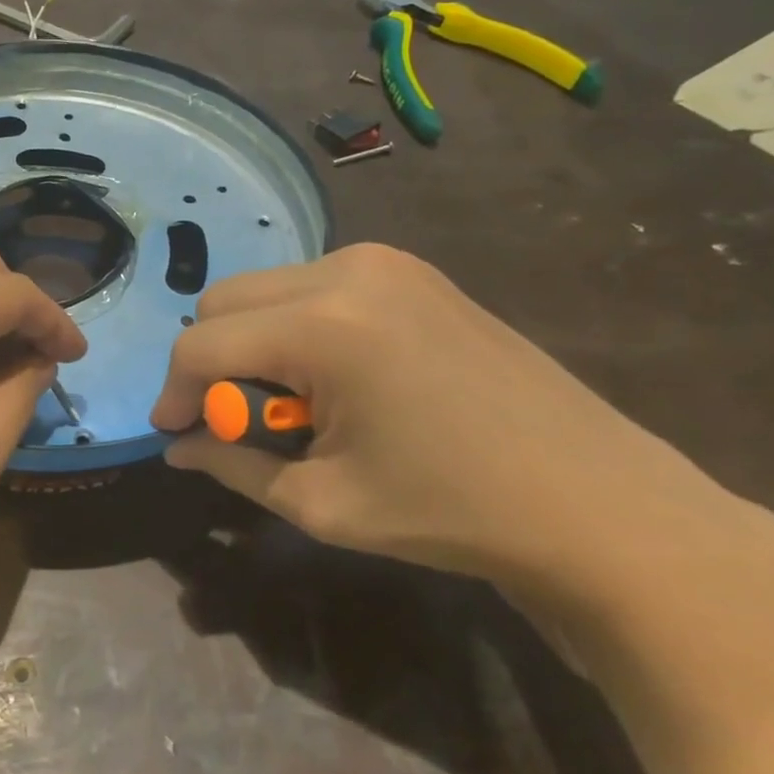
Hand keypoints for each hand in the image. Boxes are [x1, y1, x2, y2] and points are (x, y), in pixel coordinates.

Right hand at [151, 243, 773, 620]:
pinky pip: (312, 285)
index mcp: (323, 325)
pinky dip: (293, 327)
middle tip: (233, 421)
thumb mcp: (322, 502)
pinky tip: (331, 378)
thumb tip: (177, 447)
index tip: (174, 433)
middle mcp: (346, 270)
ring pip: (265, 289)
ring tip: (288, 404)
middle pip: (224, 301)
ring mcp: (383, 262)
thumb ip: (232, 465)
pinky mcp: (409, 270)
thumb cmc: (453, 512)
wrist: (599, 504)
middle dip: (209, 362)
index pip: (202, 344)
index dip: (174, 392)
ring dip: (250, 342)